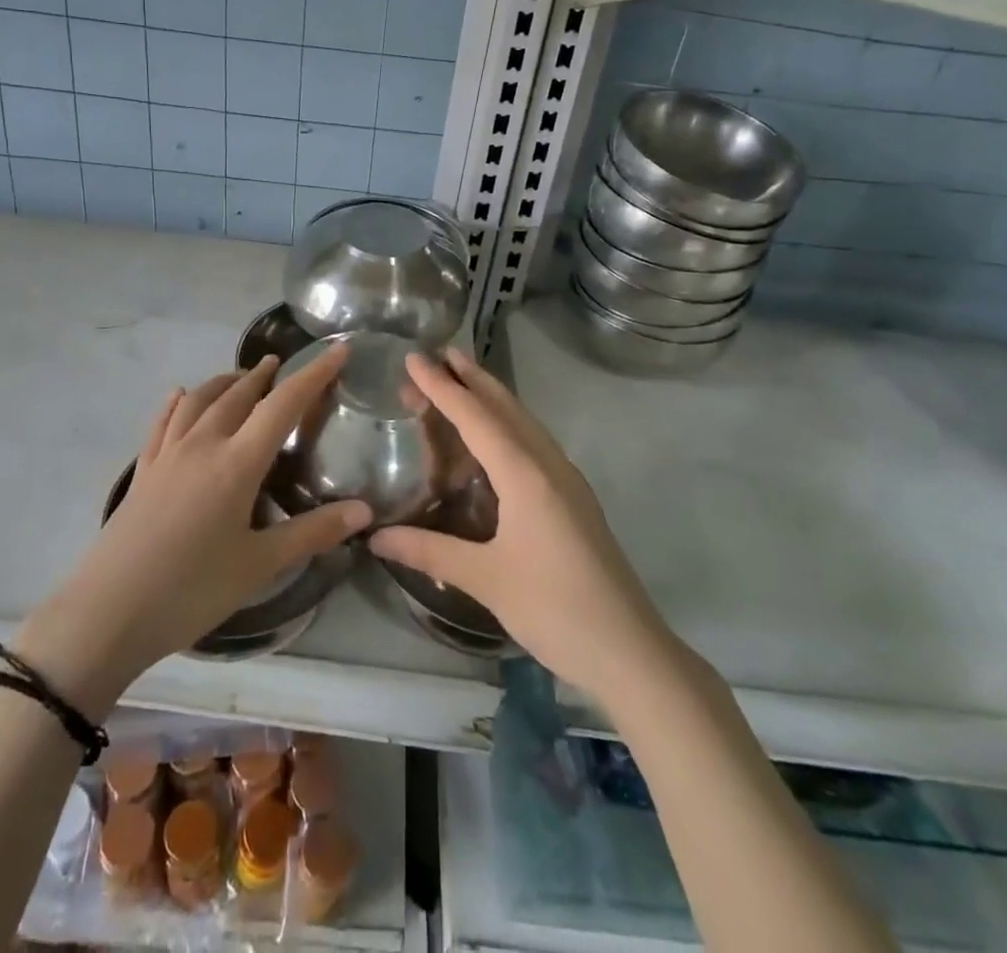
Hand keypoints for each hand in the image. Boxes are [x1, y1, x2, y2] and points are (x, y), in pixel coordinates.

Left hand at [19, 349, 369, 712]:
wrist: (107, 613)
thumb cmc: (190, 591)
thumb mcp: (259, 565)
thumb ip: (312, 533)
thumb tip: (364, 511)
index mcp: (236, 463)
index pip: (283, 405)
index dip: (313, 375)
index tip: (337, 351)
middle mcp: (202, 445)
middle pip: (238, 395)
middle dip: (265, 376)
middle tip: (284, 365)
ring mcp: (167, 455)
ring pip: (199, 401)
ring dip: (224, 382)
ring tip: (241, 377)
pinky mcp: (143, 471)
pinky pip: (163, 423)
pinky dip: (177, 403)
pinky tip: (178, 395)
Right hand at [369, 350, 667, 700]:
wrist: (631, 652)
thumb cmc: (555, 609)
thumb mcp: (485, 579)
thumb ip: (428, 551)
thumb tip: (374, 536)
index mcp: (525, 474)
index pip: (475, 417)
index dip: (441, 387)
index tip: (414, 358)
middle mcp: (549, 465)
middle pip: (506, 408)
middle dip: (472, 378)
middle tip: (440, 355)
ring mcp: (567, 481)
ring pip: (524, 423)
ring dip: (493, 399)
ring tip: (463, 382)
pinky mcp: (575, 500)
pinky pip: (535, 444)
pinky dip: (508, 426)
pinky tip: (496, 441)